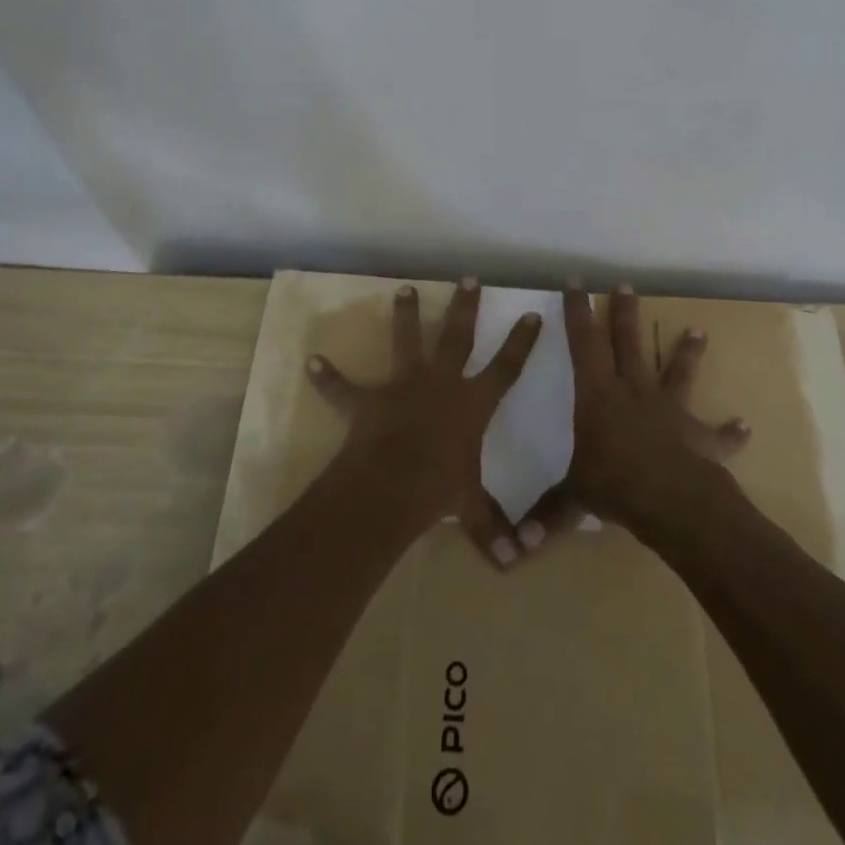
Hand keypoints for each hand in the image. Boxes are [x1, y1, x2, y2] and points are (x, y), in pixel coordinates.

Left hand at [306, 279, 540, 567]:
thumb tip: (516, 566)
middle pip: (458, 336)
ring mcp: (403, 385)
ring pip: (406, 340)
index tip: (532, 313)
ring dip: (405, 315)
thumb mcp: (471, 509)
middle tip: (469, 278)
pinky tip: (312, 362)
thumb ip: (492, 531)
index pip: (506, 367)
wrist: (391, 486)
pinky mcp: (369, 400)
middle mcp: (441, 383)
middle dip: (466, 306)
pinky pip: (344, 387)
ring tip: (404, 288)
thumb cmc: (439, 490)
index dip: (522, 342)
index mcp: (472, 403)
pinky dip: (328, 377)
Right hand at [515, 285, 749, 551]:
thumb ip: (545, 516)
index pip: (584, 343)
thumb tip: (512, 547)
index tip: (576, 283)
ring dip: (687, 353)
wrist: (673, 502)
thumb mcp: (572, 498)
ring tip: (698, 331)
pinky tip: (743, 426)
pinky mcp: (698, 436)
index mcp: (598, 396)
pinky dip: (730, 432)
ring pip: (676, 373)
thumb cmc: (615, 486)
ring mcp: (670, 410)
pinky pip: (717, 434)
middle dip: (624, 314)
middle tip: (626, 286)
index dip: (578, 312)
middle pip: (628, 343)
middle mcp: (634, 392)